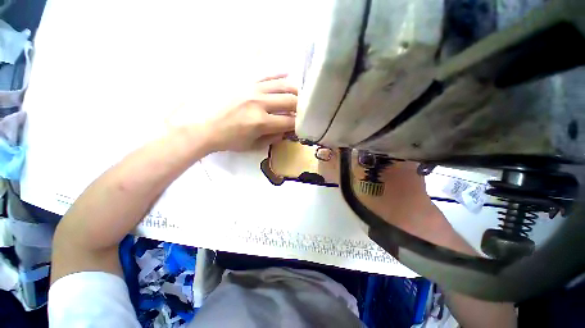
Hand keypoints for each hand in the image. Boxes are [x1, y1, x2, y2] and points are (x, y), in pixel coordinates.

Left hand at [203, 74, 297, 151]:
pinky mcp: (244, 80)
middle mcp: (259, 102)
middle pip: (290, 101)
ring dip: (295, 91)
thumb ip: (272, 138)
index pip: (289, 122)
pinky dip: (279, 74)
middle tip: (303, 111)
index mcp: (261, 122)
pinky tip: (287, 74)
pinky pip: (266, 74)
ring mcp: (251, 88)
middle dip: (301, 107)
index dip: (299, 125)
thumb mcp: (251, 145)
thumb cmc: (227, 139)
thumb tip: (285, 131)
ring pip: (282, 85)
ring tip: (299, 95)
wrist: (200, 126)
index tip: (301, 126)